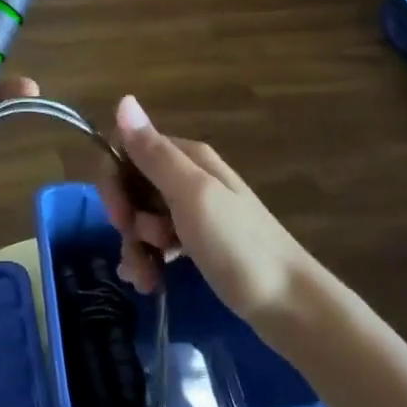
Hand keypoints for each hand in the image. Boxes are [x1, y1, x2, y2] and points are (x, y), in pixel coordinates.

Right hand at [98, 95, 312, 324]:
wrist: (291, 306)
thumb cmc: (239, 246)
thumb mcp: (192, 195)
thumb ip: (154, 153)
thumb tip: (123, 100)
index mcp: (188, 158)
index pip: (129, 150)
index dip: (115, 181)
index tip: (120, 217)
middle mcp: (190, 178)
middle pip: (133, 187)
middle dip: (126, 220)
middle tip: (141, 247)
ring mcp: (196, 212)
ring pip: (143, 219)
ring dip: (136, 247)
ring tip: (147, 279)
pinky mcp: (200, 243)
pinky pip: (159, 243)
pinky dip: (149, 261)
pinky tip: (151, 283)